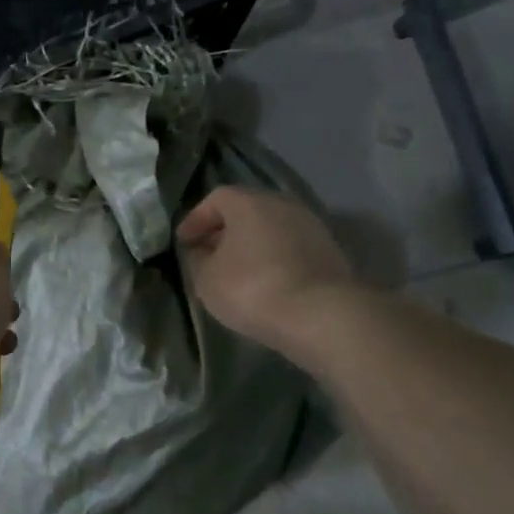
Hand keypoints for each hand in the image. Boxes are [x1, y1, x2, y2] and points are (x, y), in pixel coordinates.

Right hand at [177, 187, 354, 354]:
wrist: (320, 314)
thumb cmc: (252, 289)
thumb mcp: (207, 279)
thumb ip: (198, 260)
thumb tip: (201, 252)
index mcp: (249, 202)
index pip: (216, 198)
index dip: (196, 219)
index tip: (184, 242)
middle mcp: (283, 204)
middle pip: (247, 210)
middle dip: (225, 230)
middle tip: (208, 253)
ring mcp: (311, 226)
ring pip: (271, 228)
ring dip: (251, 244)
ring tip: (236, 270)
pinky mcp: (329, 251)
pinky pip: (290, 247)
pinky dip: (273, 258)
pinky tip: (265, 281)